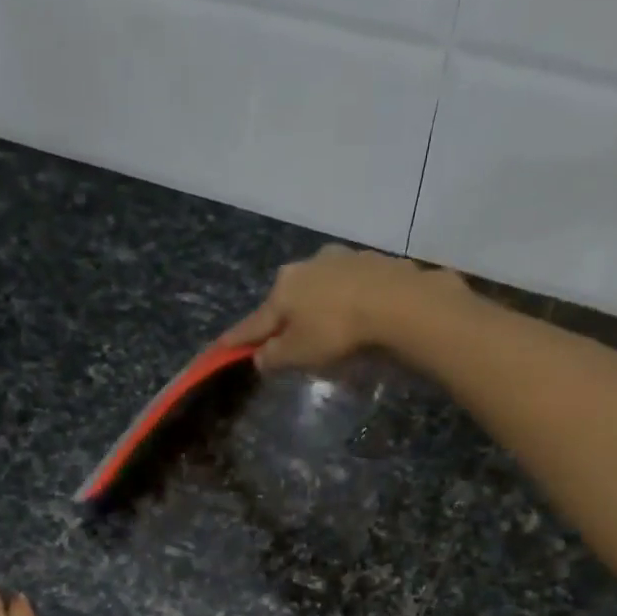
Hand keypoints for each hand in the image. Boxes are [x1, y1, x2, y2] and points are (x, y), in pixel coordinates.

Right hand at [218, 244, 468, 371]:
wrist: (396, 302)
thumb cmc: (336, 331)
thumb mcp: (298, 354)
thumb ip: (274, 357)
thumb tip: (260, 356)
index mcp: (283, 289)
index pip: (255, 321)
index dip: (238, 338)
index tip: (221, 346)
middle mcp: (306, 266)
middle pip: (288, 298)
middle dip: (285, 316)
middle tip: (288, 338)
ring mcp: (341, 258)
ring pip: (320, 286)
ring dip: (319, 304)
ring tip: (327, 325)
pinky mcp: (372, 260)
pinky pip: (351, 284)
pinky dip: (348, 298)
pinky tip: (358, 312)